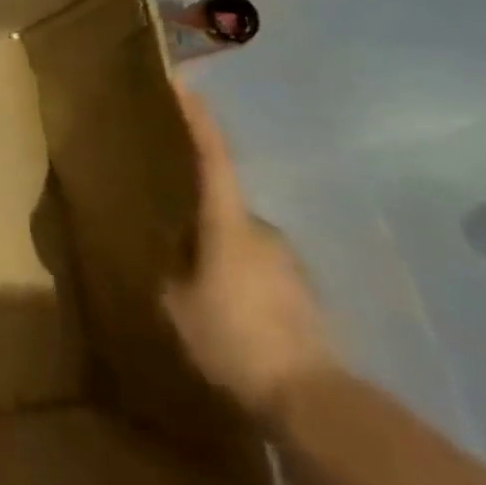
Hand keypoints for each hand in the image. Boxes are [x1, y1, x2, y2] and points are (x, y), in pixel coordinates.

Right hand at [162, 87, 334, 421]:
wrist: (312, 400)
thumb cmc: (234, 339)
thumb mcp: (178, 306)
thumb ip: (172, 271)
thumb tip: (176, 254)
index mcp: (228, 224)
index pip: (213, 159)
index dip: (199, 121)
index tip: (186, 85)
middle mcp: (263, 232)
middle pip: (224, 209)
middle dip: (201, 220)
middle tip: (175, 243)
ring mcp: (289, 264)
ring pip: (243, 244)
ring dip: (223, 257)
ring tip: (202, 291)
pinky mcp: (305, 296)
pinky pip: (261, 274)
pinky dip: (243, 284)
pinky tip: (232, 319)